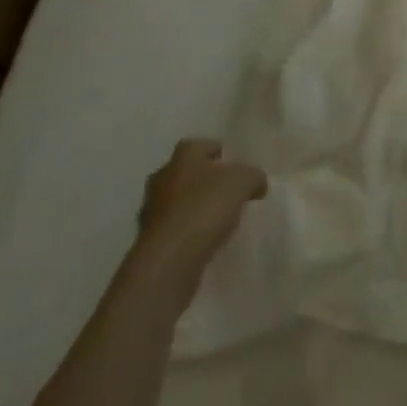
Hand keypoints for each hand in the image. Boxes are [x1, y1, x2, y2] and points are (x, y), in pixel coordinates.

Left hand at [131, 139, 267, 299]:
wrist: (168, 260)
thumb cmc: (205, 207)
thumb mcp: (243, 181)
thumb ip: (253, 176)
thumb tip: (257, 183)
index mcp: (183, 156)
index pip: (201, 145)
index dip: (218, 152)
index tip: (234, 165)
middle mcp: (163, 178)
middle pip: (185, 173)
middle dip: (203, 180)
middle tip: (226, 191)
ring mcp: (151, 211)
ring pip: (176, 202)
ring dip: (192, 208)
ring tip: (217, 219)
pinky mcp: (149, 242)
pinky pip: (172, 229)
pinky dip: (186, 232)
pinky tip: (203, 241)